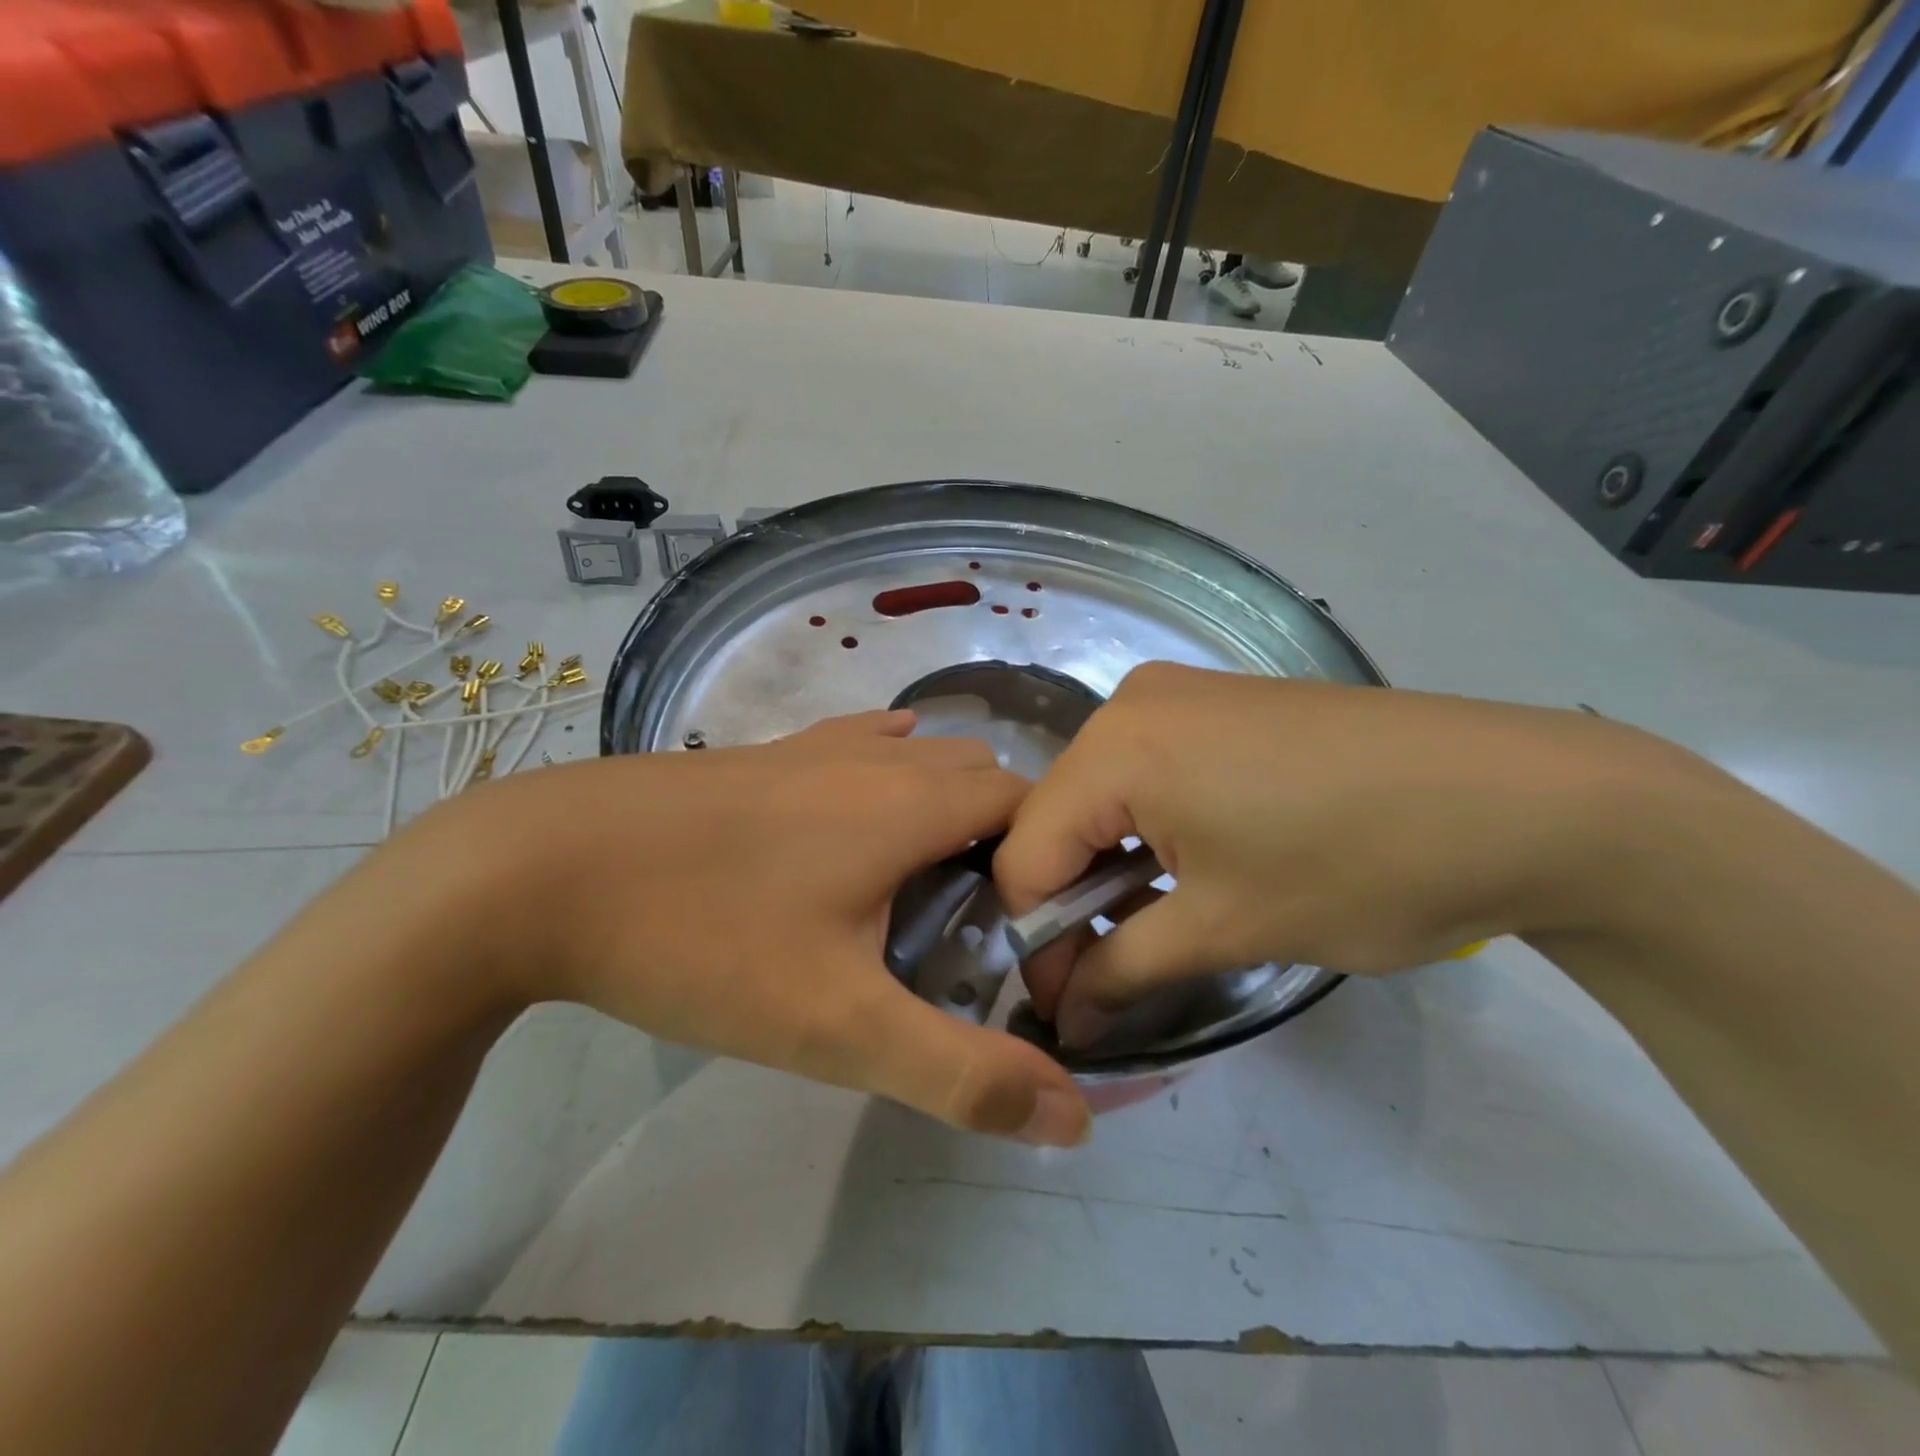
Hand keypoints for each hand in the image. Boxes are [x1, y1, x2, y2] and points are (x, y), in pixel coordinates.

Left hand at [415, 710, 1090, 1145]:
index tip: (1038, 933)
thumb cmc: (702, 938)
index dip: (1050, 860)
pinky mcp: (760, 754)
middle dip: (1003, 841)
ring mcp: (811, 746)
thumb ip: (959, 1072)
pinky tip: (870, 802)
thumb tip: (1071, 1118)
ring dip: (946, 808)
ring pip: (917, 759)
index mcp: (910, 804)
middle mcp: (873, 758)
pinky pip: (855, 744)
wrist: (535, 869)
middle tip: (985, 927)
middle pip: (978, 779)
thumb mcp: (837, 1026)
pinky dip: (887, 769)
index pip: (1027, 805)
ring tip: (928, 885)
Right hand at [993, 663, 1687, 1046]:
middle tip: (1108, 974)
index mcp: (1115, 745)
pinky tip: (1189, 868)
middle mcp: (1130, 703)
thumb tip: (1062, 1021)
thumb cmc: (1360, 865)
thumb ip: (1121, 971)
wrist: (1528, 799)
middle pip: (1059, 819)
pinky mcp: (1221, 704)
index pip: (1025, 854)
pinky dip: (1149, 829)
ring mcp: (1179, 696)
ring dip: (1111, 868)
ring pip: (1102, 796)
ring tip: (1153, 926)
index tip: (1068, 1003)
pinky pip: (1147, 772)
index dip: (1037, 937)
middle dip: (1072, 903)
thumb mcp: (1226, 928)